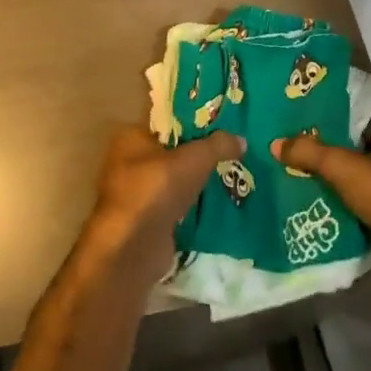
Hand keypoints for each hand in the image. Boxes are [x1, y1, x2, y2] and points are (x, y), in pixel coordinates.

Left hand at [84, 126, 243, 285]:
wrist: (133, 248)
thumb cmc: (156, 190)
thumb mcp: (194, 159)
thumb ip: (218, 145)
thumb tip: (240, 139)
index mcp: (132, 137)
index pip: (168, 122)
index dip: (196, 123)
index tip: (224, 126)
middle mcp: (129, 162)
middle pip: (174, 152)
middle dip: (201, 155)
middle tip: (234, 152)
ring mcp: (138, 193)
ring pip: (176, 180)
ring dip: (199, 182)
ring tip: (234, 176)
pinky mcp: (148, 220)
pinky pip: (177, 205)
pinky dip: (195, 206)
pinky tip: (221, 203)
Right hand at [271, 125, 370, 282]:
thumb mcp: (340, 166)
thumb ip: (309, 152)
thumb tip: (275, 143)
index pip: (364, 133)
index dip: (339, 142)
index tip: (313, 153)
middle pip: (368, 162)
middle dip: (344, 171)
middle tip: (310, 178)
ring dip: (353, 197)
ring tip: (319, 202)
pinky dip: (363, 219)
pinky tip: (340, 225)